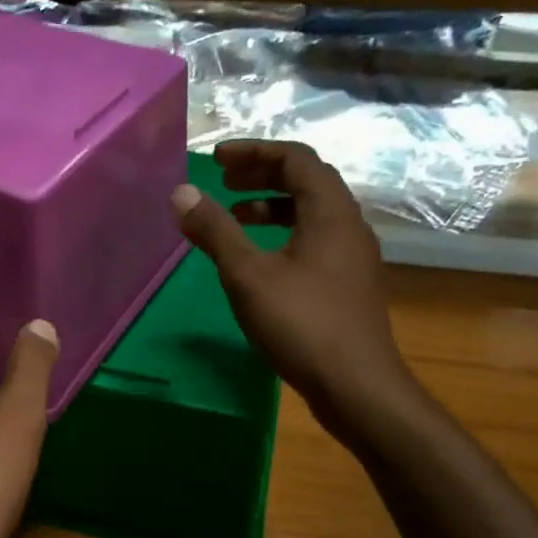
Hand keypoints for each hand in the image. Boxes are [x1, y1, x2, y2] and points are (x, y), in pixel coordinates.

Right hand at [172, 140, 423, 445]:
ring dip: (271, 207)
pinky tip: (258, 261)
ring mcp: (352, 257)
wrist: (356, 386)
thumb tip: (181, 193)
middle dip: (261, 175)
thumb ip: (215, 231)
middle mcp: (348, 226)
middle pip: (307, 181)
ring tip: (233, 219)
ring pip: (311, 213)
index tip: (216, 160)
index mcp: (330, 212)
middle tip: (222, 181)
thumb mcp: (247, 275)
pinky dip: (282, 235)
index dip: (255, 151)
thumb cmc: (302, 323)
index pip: (296, 158)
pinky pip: (314, 240)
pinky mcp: (347, 284)